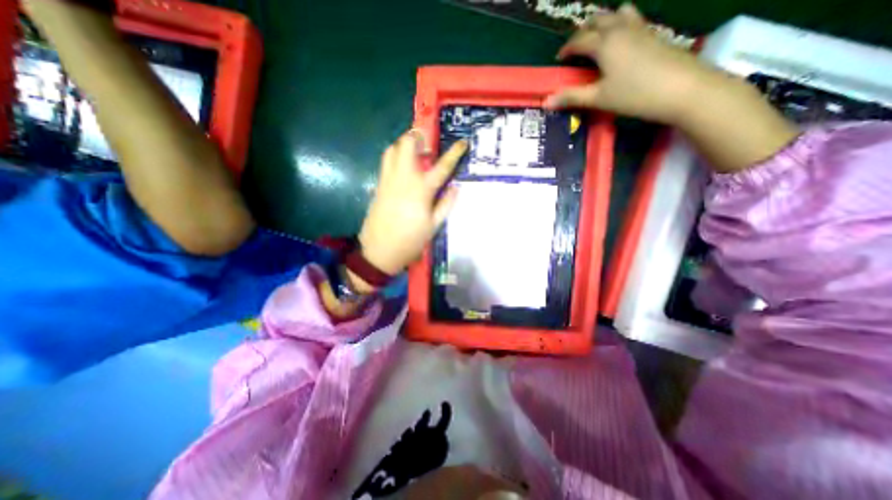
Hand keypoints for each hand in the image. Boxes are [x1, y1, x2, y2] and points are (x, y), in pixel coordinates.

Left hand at [358, 131, 466, 274]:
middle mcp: (404, 178)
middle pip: (408, 144)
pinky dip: (395, 155)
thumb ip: (446, 204)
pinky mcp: (378, 184)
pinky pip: (386, 161)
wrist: (380, 251)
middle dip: (418, 136)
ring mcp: (388, 179)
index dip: (455, 153)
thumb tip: (456, 187)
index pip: (442, 166)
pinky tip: (402, 166)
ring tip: (414, 152)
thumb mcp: (434, 226)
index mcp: (422, 189)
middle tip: (428, 144)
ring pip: (393, 149)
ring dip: (404, 144)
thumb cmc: (411, 241)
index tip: (463, 142)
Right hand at [544, 3, 711, 123]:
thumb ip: (571, 97)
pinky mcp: (654, 33)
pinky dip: (620, 24)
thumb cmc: (634, 94)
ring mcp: (640, 28)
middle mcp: (621, 29)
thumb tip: (547, 101)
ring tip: (598, 39)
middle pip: (598, 19)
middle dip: (583, 31)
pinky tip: (621, 41)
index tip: (559, 59)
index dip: (566, 49)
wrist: (682, 89)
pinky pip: (633, 19)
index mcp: (604, 43)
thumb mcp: (598, 99)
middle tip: (576, 48)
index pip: (579, 40)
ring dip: (604, 22)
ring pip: (618, 13)